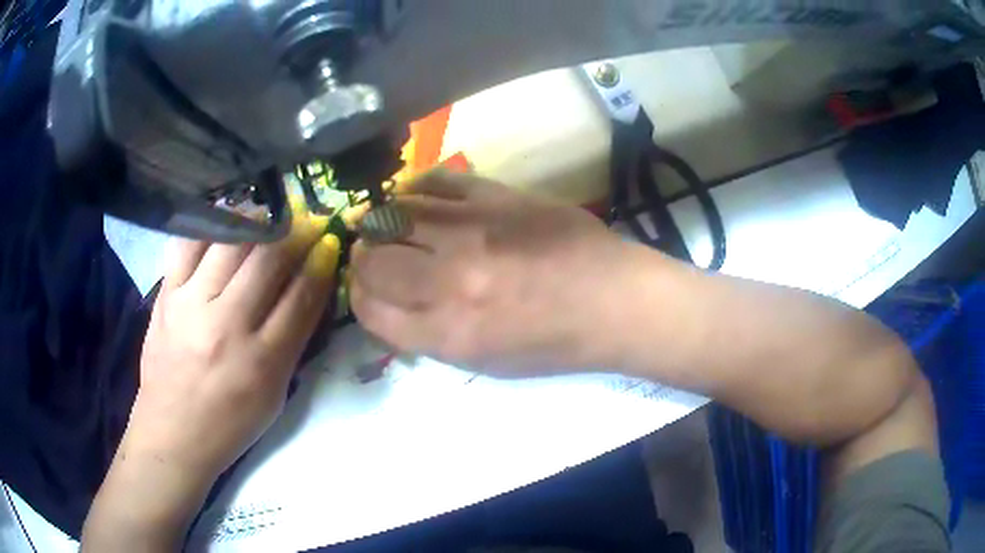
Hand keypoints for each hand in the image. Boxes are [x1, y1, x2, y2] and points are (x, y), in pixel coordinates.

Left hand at [83, 204, 339, 550]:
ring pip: (231, 242)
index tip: (329, 242)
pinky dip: (214, 224)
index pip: (301, 297)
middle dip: (296, 232)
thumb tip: (309, 288)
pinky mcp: (166, 295)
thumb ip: (293, 342)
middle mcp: (227, 326)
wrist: (172, 433)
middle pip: (268, 260)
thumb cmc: (230, 424)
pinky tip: (229, 218)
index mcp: (262, 361)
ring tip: (272, 213)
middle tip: (307, 221)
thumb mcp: (275, 395)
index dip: (321, 263)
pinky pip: (190, 243)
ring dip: (259, 220)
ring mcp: (191, 305)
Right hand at [351, 171, 631, 375]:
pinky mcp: (496, 195)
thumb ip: (430, 336)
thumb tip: (390, 306)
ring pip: (393, 214)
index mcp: (449, 334)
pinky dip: (417, 190)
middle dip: (364, 260)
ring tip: (392, 225)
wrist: (614, 300)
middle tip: (377, 256)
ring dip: (383, 222)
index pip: (370, 310)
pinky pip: (435, 181)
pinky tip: (420, 200)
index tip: (369, 290)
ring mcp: (473, 231)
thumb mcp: (487, 363)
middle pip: (372, 261)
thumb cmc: (555, 344)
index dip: (361, 297)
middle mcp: (450, 282)